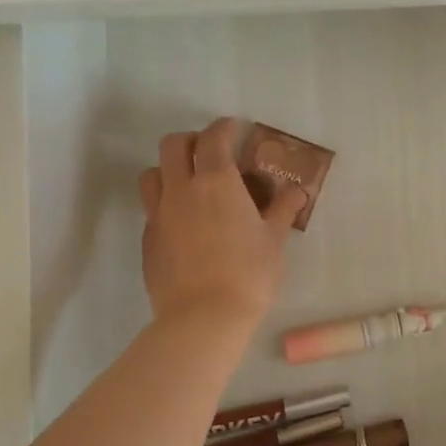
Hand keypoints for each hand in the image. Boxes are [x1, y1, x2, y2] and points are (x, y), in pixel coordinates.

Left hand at [139, 118, 306, 328]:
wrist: (203, 318)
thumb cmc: (248, 274)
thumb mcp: (274, 240)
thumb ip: (283, 210)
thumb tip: (297, 190)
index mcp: (216, 182)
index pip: (213, 138)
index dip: (223, 127)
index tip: (233, 127)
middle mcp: (182, 190)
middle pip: (172, 146)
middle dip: (190, 140)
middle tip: (209, 152)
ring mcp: (159, 215)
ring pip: (152, 174)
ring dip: (169, 170)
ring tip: (188, 185)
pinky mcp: (147, 241)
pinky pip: (151, 209)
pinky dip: (165, 204)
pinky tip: (184, 224)